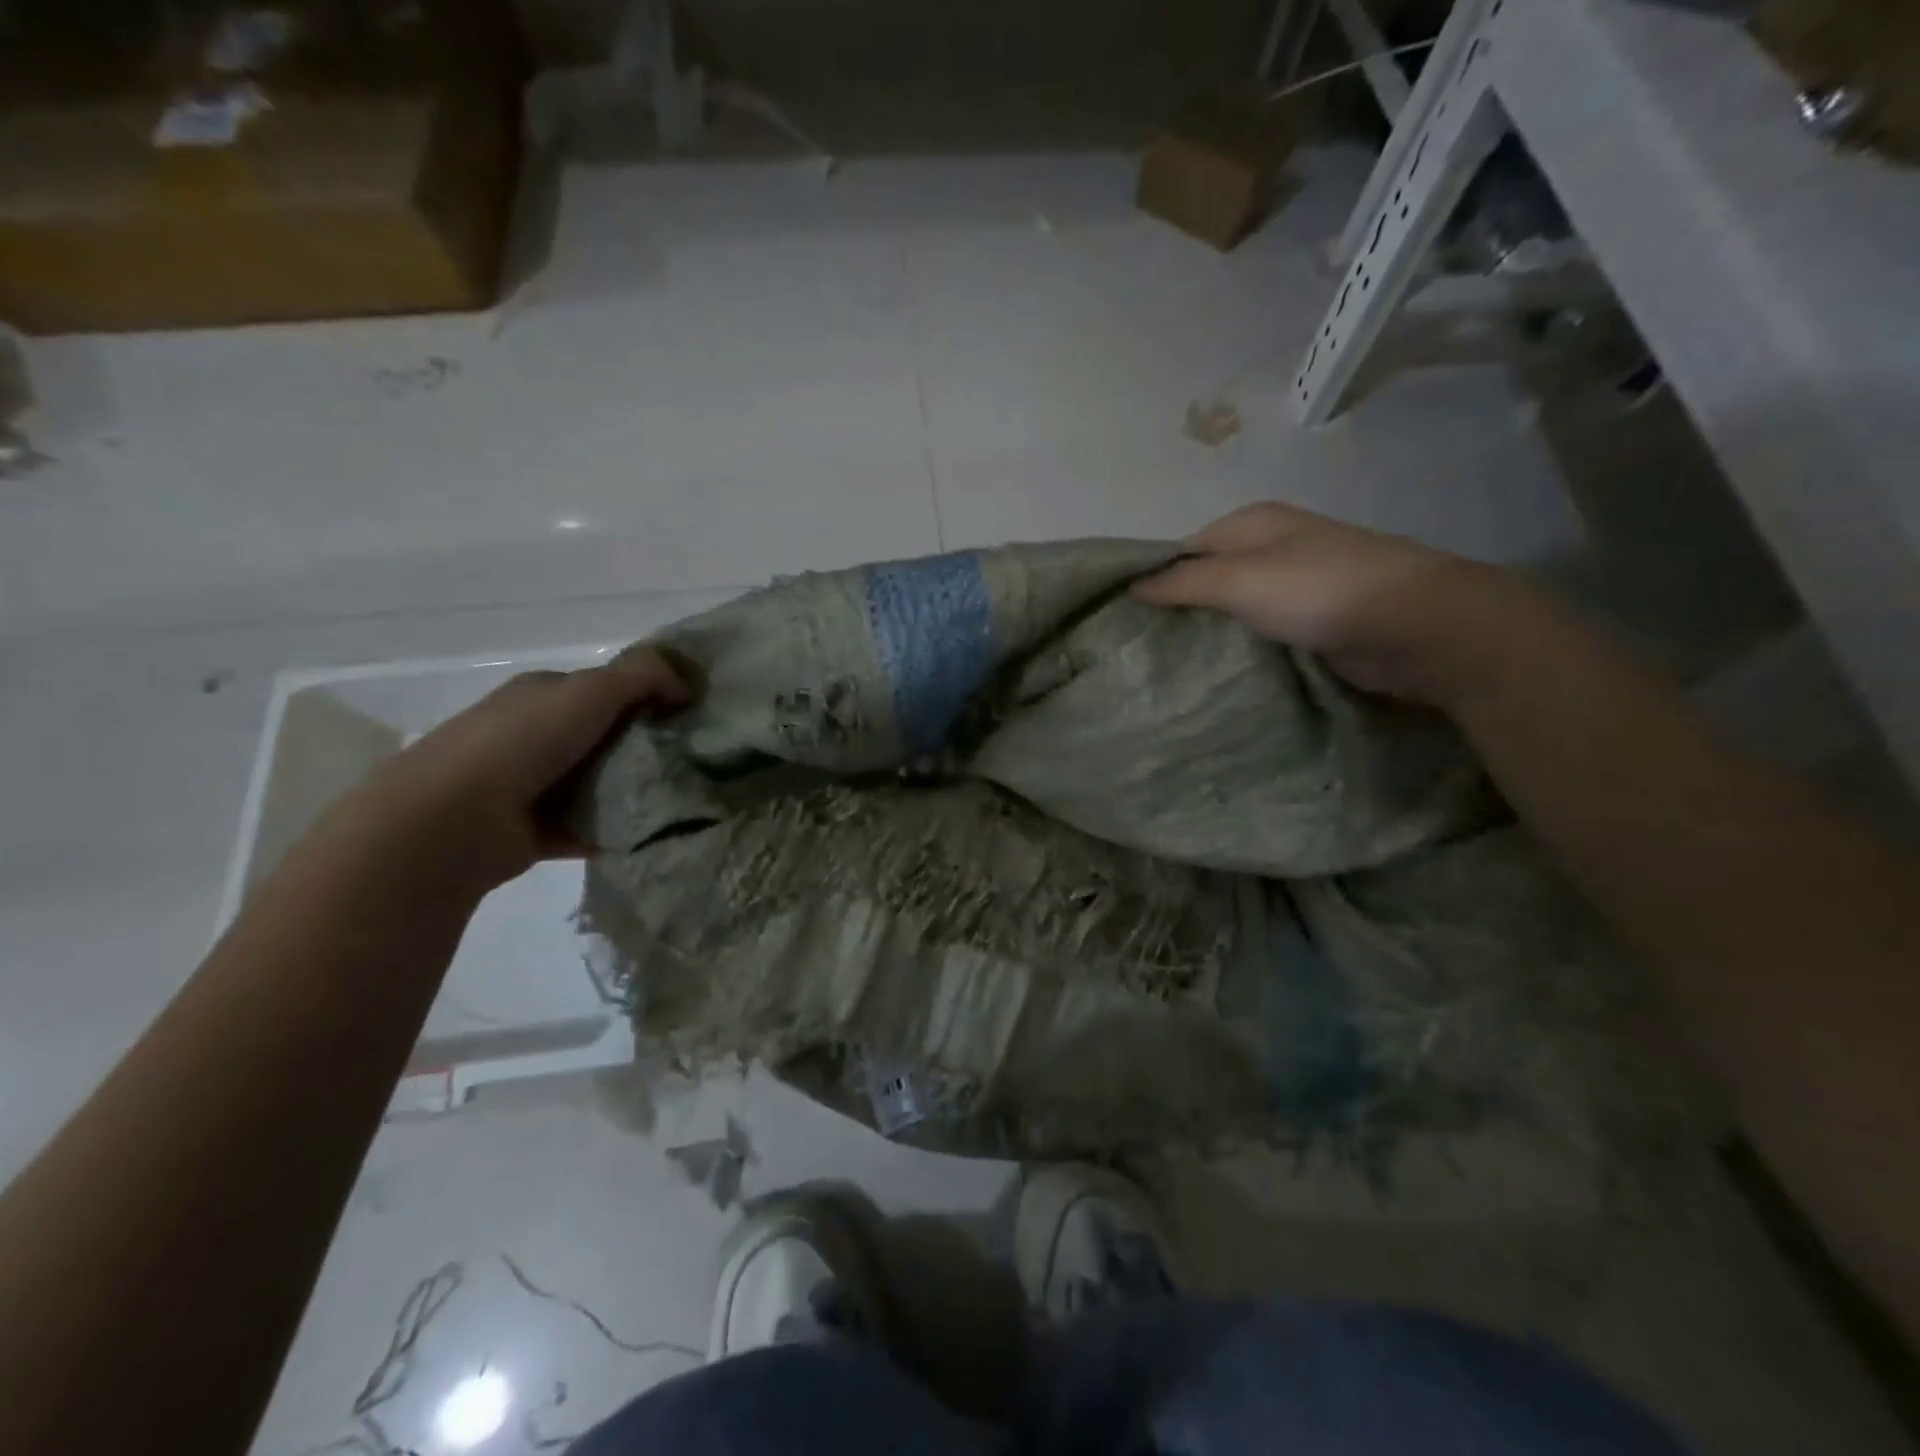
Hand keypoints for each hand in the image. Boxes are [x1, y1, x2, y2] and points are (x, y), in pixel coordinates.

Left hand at [348, 648, 689, 894]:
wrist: (452, 819)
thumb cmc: (523, 741)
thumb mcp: (591, 690)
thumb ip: (645, 675)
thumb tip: (687, 685)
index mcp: (545, 694)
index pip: (608, 687)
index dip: (651, 694)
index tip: (692, 713)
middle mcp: (536, 735)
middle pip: (607, 736)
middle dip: (649, 745)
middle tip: (696, 758)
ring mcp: (533, 784)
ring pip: (600, 782)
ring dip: (635, 790)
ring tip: (683, 799)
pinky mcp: (536, 830)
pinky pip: (590, 826)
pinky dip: (616, 830)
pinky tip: (653, 833)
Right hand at [1134, 502, 1528, 704]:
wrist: (1416, 627)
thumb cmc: (1321, 590)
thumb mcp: (1241, 580)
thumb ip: (1185, 582)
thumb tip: (1132, 584)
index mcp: (1254, 524)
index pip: (1186, 548)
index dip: (1155, 578)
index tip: (1124, 618)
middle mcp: (1274, 548)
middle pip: (1210, 579)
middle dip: (1180, 610)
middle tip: (1142, 650)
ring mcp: (1297, 586)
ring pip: (1236, 610)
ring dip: (1211, 635)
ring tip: (1170, 667)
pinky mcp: (1314, 623)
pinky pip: (1262, 634)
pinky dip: (1241, 650)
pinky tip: (1218, 673)